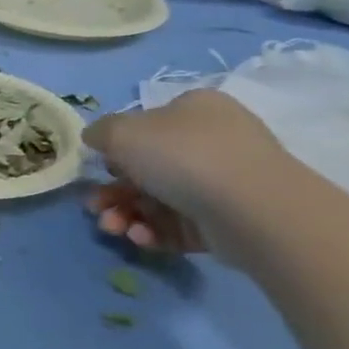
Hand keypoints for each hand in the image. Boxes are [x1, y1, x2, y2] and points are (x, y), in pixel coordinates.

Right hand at [82, 89, 287, 257]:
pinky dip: (155, 232)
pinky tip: (141, 238)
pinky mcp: (228, 222)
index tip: (100, 167)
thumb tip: (96, 138)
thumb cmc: (182, 155)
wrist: (253, 208)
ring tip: (113, 228)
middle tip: (95, 207)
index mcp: (194, 110)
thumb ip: (100, 132)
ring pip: (160, 200)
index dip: (117, 148)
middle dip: (114, 191)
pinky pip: (181, 225)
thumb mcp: (122, 132)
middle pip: (148, 168)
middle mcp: (212, 141)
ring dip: (127, 214)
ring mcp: (224, 183)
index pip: (147, 126)